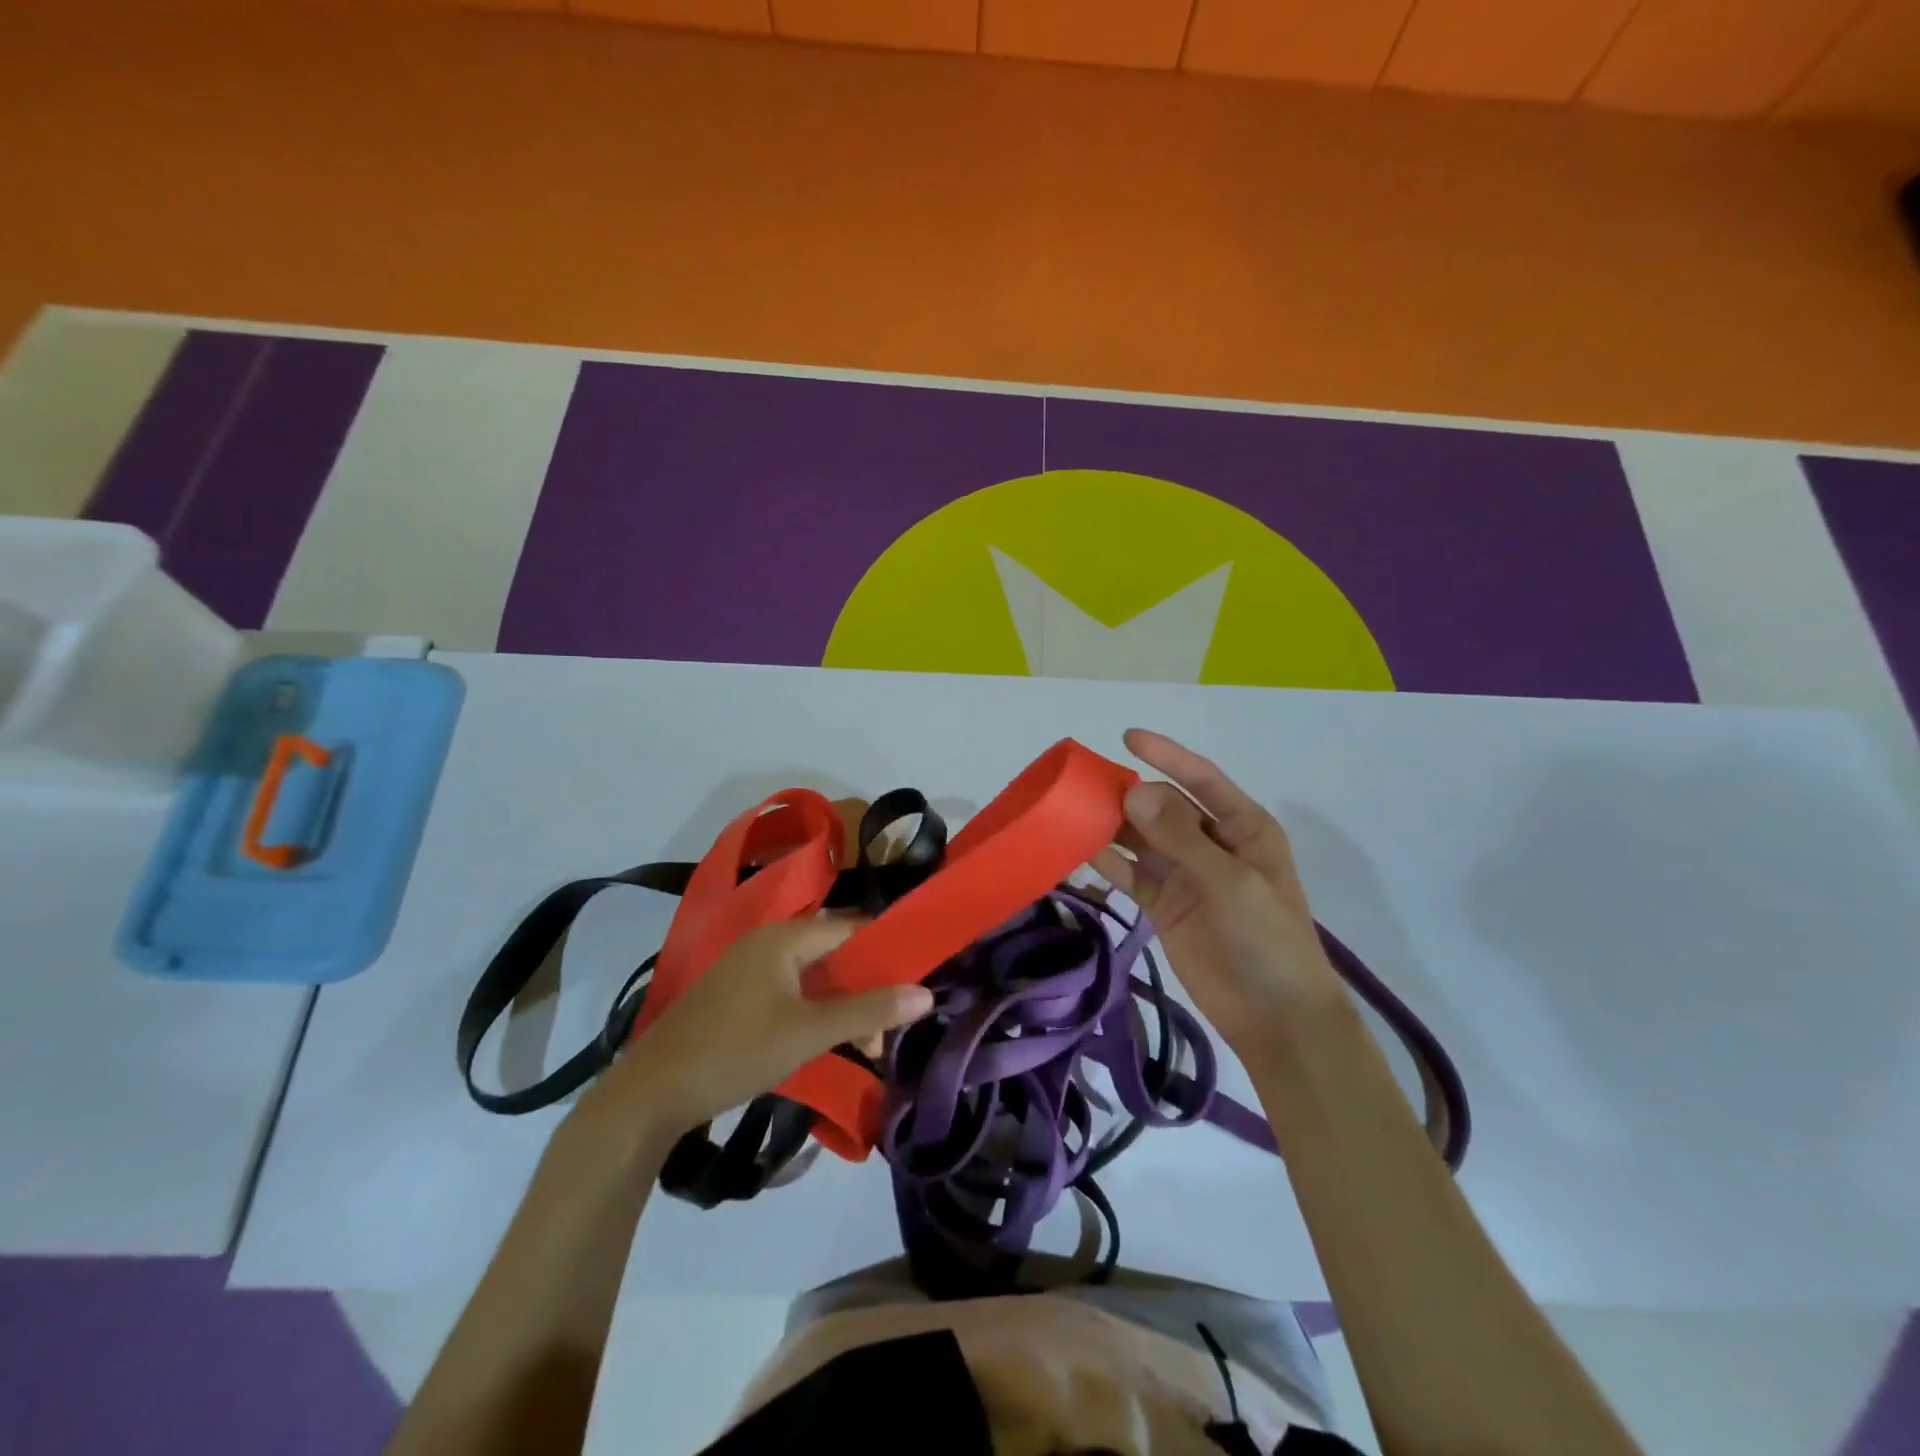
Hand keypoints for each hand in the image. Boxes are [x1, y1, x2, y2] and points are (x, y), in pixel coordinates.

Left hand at [585, 918, 932, 1137]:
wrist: (651, 1094)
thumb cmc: (737, 1051)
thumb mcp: (810, 1032)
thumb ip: (869, 1011)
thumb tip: (926, 995)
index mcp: (785, 936)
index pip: (852, 929)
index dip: (886, 953)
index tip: (914, 986)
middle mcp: (767, 941)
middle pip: (833, 954)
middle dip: (864, 989)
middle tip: (884, 1034)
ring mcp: (746, 968)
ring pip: (811, 977)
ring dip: (840, 1006)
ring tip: (862, 1046)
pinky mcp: (734, 996)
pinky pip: (788, 992)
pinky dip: (812, 1012)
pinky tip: (823, 1042)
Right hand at [1093, 729, 1344, 1051]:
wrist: (1274, 1016)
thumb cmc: (1267, 939)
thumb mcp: (1230, 882)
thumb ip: (1180, 837)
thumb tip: (1133, 791)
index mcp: (1242, 828)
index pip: (1200, 779)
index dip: (1166, 755)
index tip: (1127, 737)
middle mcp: (1211, 843)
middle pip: (1163, 807)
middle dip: (1129, 794)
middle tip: (1083, 787)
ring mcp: (1185, 875)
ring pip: (1142, 838)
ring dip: (1112, 827)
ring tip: (1072, 814)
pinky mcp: (1164, 905)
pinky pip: (1131, 874)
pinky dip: (1108, 863)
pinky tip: (1079, 851)